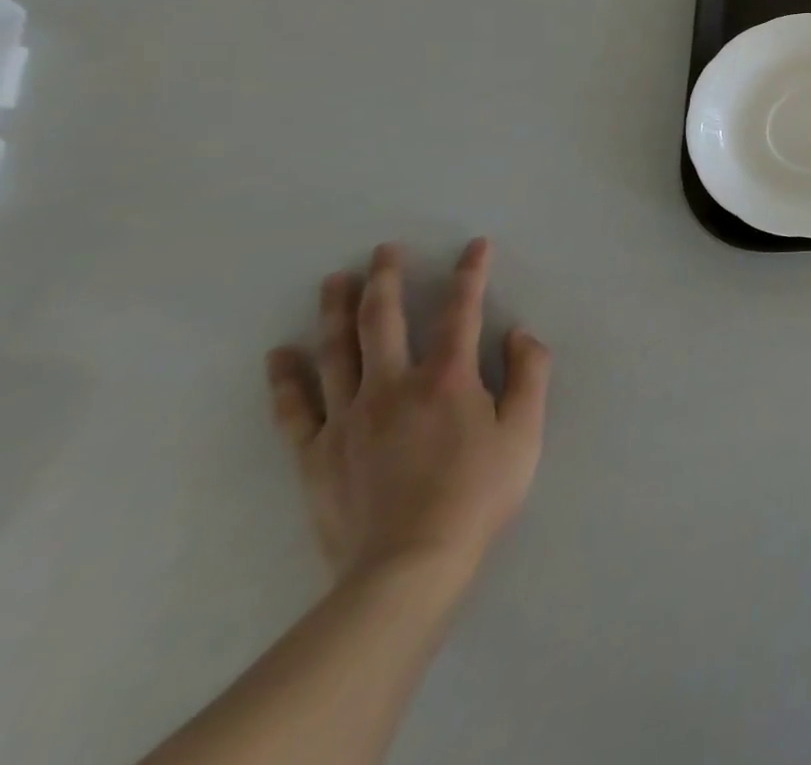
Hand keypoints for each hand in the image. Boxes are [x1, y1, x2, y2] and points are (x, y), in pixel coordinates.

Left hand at [266, 239, 551, 585]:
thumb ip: (530, 374)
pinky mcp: (316, 454)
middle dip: (386, 279)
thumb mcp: (526, 431)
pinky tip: (280, 354)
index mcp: (448, 378)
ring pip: (336, 352)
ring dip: (334, 311)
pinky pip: (295, 408)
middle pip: (382, 320)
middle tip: (383, 250)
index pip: (462, 311)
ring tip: (333, 280)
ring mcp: (348, 418)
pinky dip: (286, 378)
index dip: (471, 273)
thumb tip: (519, 333)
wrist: (408, 566)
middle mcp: (393, 385)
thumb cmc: (479, 492)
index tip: (475, 245)